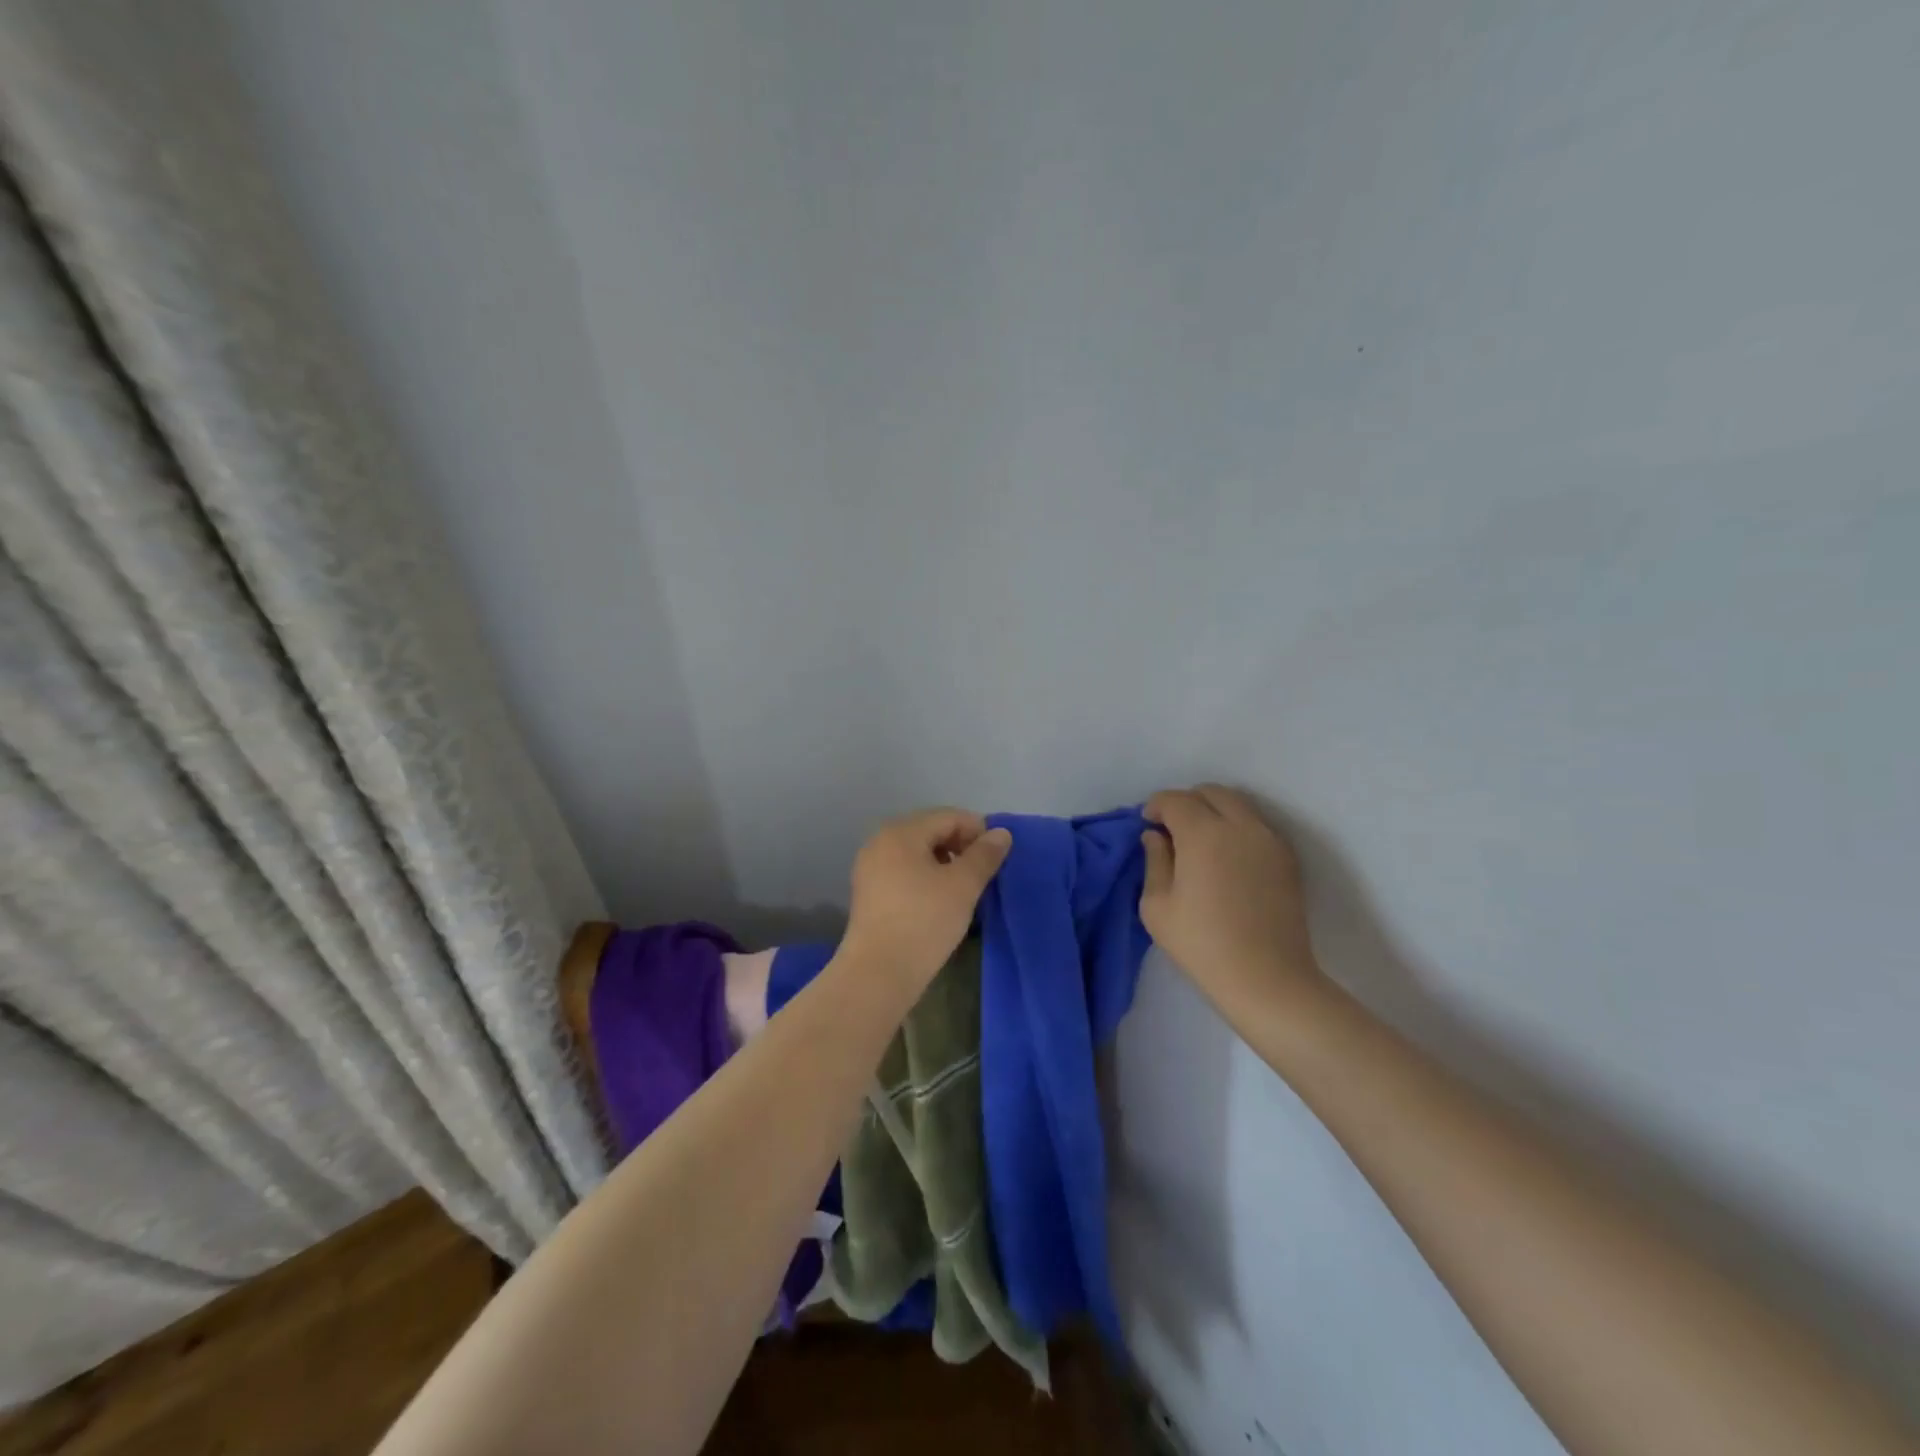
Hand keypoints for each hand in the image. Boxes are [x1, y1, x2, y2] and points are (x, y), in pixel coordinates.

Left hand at [841, 808, 1011, 994]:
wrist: (878, 973)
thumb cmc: (924, 921)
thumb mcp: (963, 886)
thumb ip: (984, 855)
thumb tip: (1001, 833)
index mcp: (901, 832)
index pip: (949, 816)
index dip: (978, 831)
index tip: (997, 858)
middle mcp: (880, 841)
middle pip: (931, 830)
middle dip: (961, 846)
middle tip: (982, 874)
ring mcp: (870, 867)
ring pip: (917, 852)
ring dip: (944, 862)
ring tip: (964, 889)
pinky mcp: (868, 892)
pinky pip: (904, 871)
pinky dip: (925, 877)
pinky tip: (939, 900)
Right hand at [1141, 785, 1322, 1014]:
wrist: (1267, 979)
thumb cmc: (1202, 945)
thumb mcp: (1157, 906)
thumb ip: (1154, 861)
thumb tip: (1156, 836)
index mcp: (1203, 833)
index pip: (1175, 800)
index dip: (1156, 806)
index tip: (1147, 823)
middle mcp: (1240, 825)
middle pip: (1211, 792)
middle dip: (1187, 802)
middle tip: (1172, 828)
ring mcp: (1269, 840)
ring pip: (1238, 804)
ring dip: (1215, 811)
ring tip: (1201, 841)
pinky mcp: (1287, 858)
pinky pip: (1257, 826)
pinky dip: (1237, 827)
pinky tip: (1227, 857)